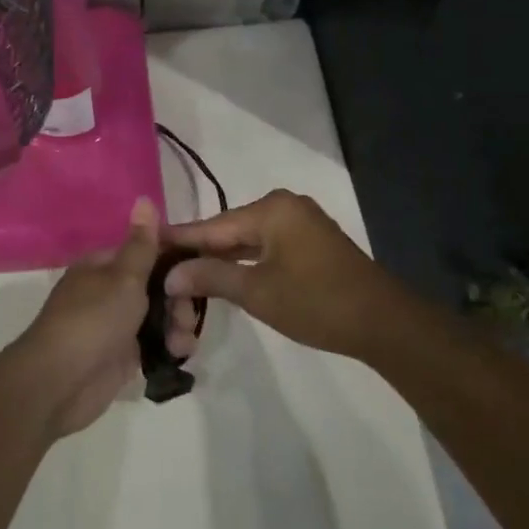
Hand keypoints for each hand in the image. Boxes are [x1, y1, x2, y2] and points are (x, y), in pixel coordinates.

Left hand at [6, 199, 200, 437]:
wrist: (60, 382)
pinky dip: (169, 347)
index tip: (201, 269)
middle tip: (186, 317)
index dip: (176, 259)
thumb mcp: (123, 277)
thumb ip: (142, 243)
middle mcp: (109, 290)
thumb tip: (143, 197)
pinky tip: (180, 355)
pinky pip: (154, 344)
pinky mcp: (122, 356)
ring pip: (159, 316)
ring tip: (182, 344)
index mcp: (104, 265)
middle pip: (158, 286)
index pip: (147, 251)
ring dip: (178, 326)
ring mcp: (116, 325)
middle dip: (179, 300)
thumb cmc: (93, 319)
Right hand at [165, 190, 399, 358]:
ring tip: (184, 274)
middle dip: (198, 252)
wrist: (384, 323)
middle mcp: (284, 205)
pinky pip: (265, 245)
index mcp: (271, 209)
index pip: (211, 225)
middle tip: (162, 268)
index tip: (145, 244)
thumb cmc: (317, 303)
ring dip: (221, 258)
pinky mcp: (310, 241)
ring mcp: (300, 222)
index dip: (178, 239)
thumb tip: (170, 275)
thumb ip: (211, 277)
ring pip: (247, 238)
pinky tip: (223, 275)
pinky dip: (244, 260)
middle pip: (228, 229)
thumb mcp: (258, 291)